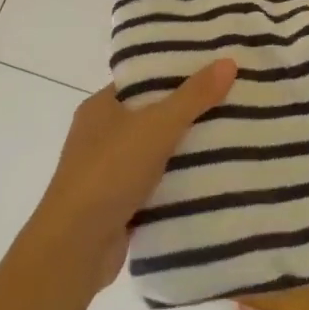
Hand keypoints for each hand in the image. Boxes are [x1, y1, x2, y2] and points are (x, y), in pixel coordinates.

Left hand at [29, 61, 236, 286]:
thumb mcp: (157, 125)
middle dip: (190, 111)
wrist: (74, 248)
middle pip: (154, 115)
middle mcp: (101, 136)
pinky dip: (179, 182)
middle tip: (233, 101)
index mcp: (100, 107)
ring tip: (234, 135)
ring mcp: (109, 172)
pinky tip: (214, 177)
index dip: (177, 72)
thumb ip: (193, 96)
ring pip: (157, 152)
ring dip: (187, 150)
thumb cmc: (109, 172)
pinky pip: (157, 184)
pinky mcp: (119, 205)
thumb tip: (228, 61)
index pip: (144, 80)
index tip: (215, 68)